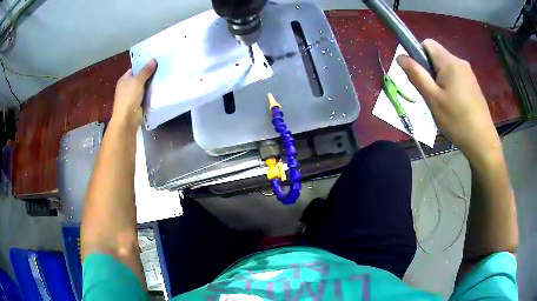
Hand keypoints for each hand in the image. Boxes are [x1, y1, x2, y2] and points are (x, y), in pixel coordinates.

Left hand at [111, 59, 156, 129]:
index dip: (143, 65)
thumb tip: (153, 60)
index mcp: (124, 79)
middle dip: (149, 75)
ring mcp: (132, 96)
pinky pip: (146, 96)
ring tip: (164, 76)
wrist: (127, 118)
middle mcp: (127, 87)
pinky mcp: (138, 104)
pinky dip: (152, 94)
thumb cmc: (129, 97)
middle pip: (140, 78)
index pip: (134, 69)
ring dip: (151, 84)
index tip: (155, 62)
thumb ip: (146, 71)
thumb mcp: (138, 81)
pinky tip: (160, 89)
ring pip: (144, 87)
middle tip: (162, 68)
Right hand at [397, 39, 500, 163]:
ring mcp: (468, 73)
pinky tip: (453, 105)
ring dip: (439, 80)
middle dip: (429, 70)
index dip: (419, 55)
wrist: (482, 141)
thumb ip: (416, 75)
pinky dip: (449, 85)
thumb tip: (400, 56)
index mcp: (449, 62)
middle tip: (432, 95)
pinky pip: (455, 76)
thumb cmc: (456, 120)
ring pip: (445, 67)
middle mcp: (460, 61)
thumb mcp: (433, 99)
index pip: (427, 43)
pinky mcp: (472, 83)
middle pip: (436, 56)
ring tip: (443, 103)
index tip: (421, 76)